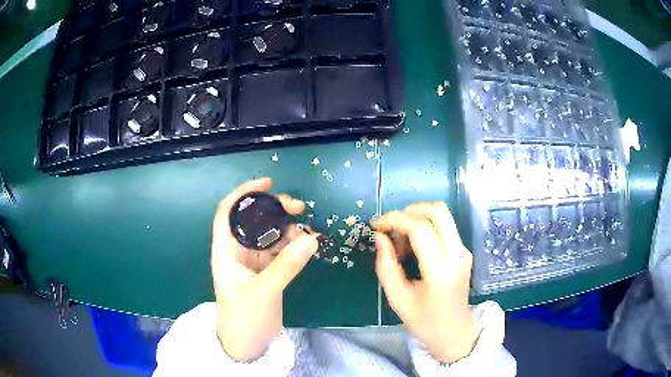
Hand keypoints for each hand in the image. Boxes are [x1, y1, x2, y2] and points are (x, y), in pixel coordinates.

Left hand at [211, 178, 317, 361]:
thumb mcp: (264, 291)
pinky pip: (279, 252)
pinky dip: (292, 246)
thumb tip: (311, 239)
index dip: (244, 193)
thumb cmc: (244, 318)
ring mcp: (252, 263)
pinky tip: (307, 246)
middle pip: (253, 220)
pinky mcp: (266, 273)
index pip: (228, 211)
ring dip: (287, 229)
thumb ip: (286, 265)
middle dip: (274, 210)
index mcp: (226, 251)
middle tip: (298, 208)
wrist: (247, 345)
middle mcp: (237, 252)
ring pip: (269, 235)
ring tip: (307, 232)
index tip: (267, 183)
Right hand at [373, 202, 480, 363]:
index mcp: (441, 272)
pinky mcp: (464, 251)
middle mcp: (458, 255)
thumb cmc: (424, 322)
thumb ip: (386, 266)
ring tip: (400, 240)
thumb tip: (380, 236)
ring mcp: (464, 251)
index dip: (395, 220)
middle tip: (390, 226)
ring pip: (442, 215)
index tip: (376, 225)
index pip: (421, 230)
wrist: (455, 332)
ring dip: (417, 218)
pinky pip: (444, 226)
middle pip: (438, 211)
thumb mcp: (397, 299)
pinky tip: (412, 246)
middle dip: (409, 211)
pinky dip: (425, 226)